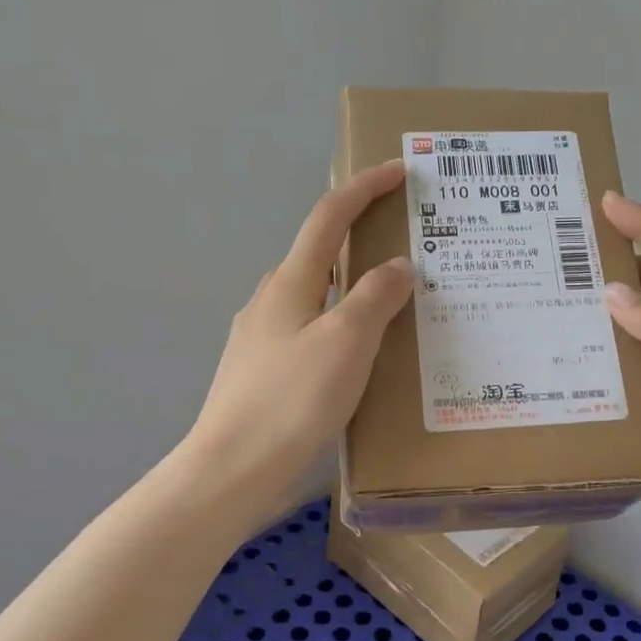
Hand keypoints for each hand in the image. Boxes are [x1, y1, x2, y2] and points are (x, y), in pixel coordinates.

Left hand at [183, 161, 412, 504]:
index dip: (364, 188)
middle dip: (361, 238)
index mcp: (291, 282)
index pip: (329, 217)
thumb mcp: (347, 342)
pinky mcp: (263, 370)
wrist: (232, 469)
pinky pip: (311, 330)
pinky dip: (341, 324)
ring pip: (317, 295)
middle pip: (320, 252)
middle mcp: (271, 299)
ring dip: (353, 287)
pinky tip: (360, 354)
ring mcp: (262, 336)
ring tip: (394, 304)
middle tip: (408, 247)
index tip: (397, 170)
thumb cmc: (292, 399)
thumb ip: (375, 296)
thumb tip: (397, 264)